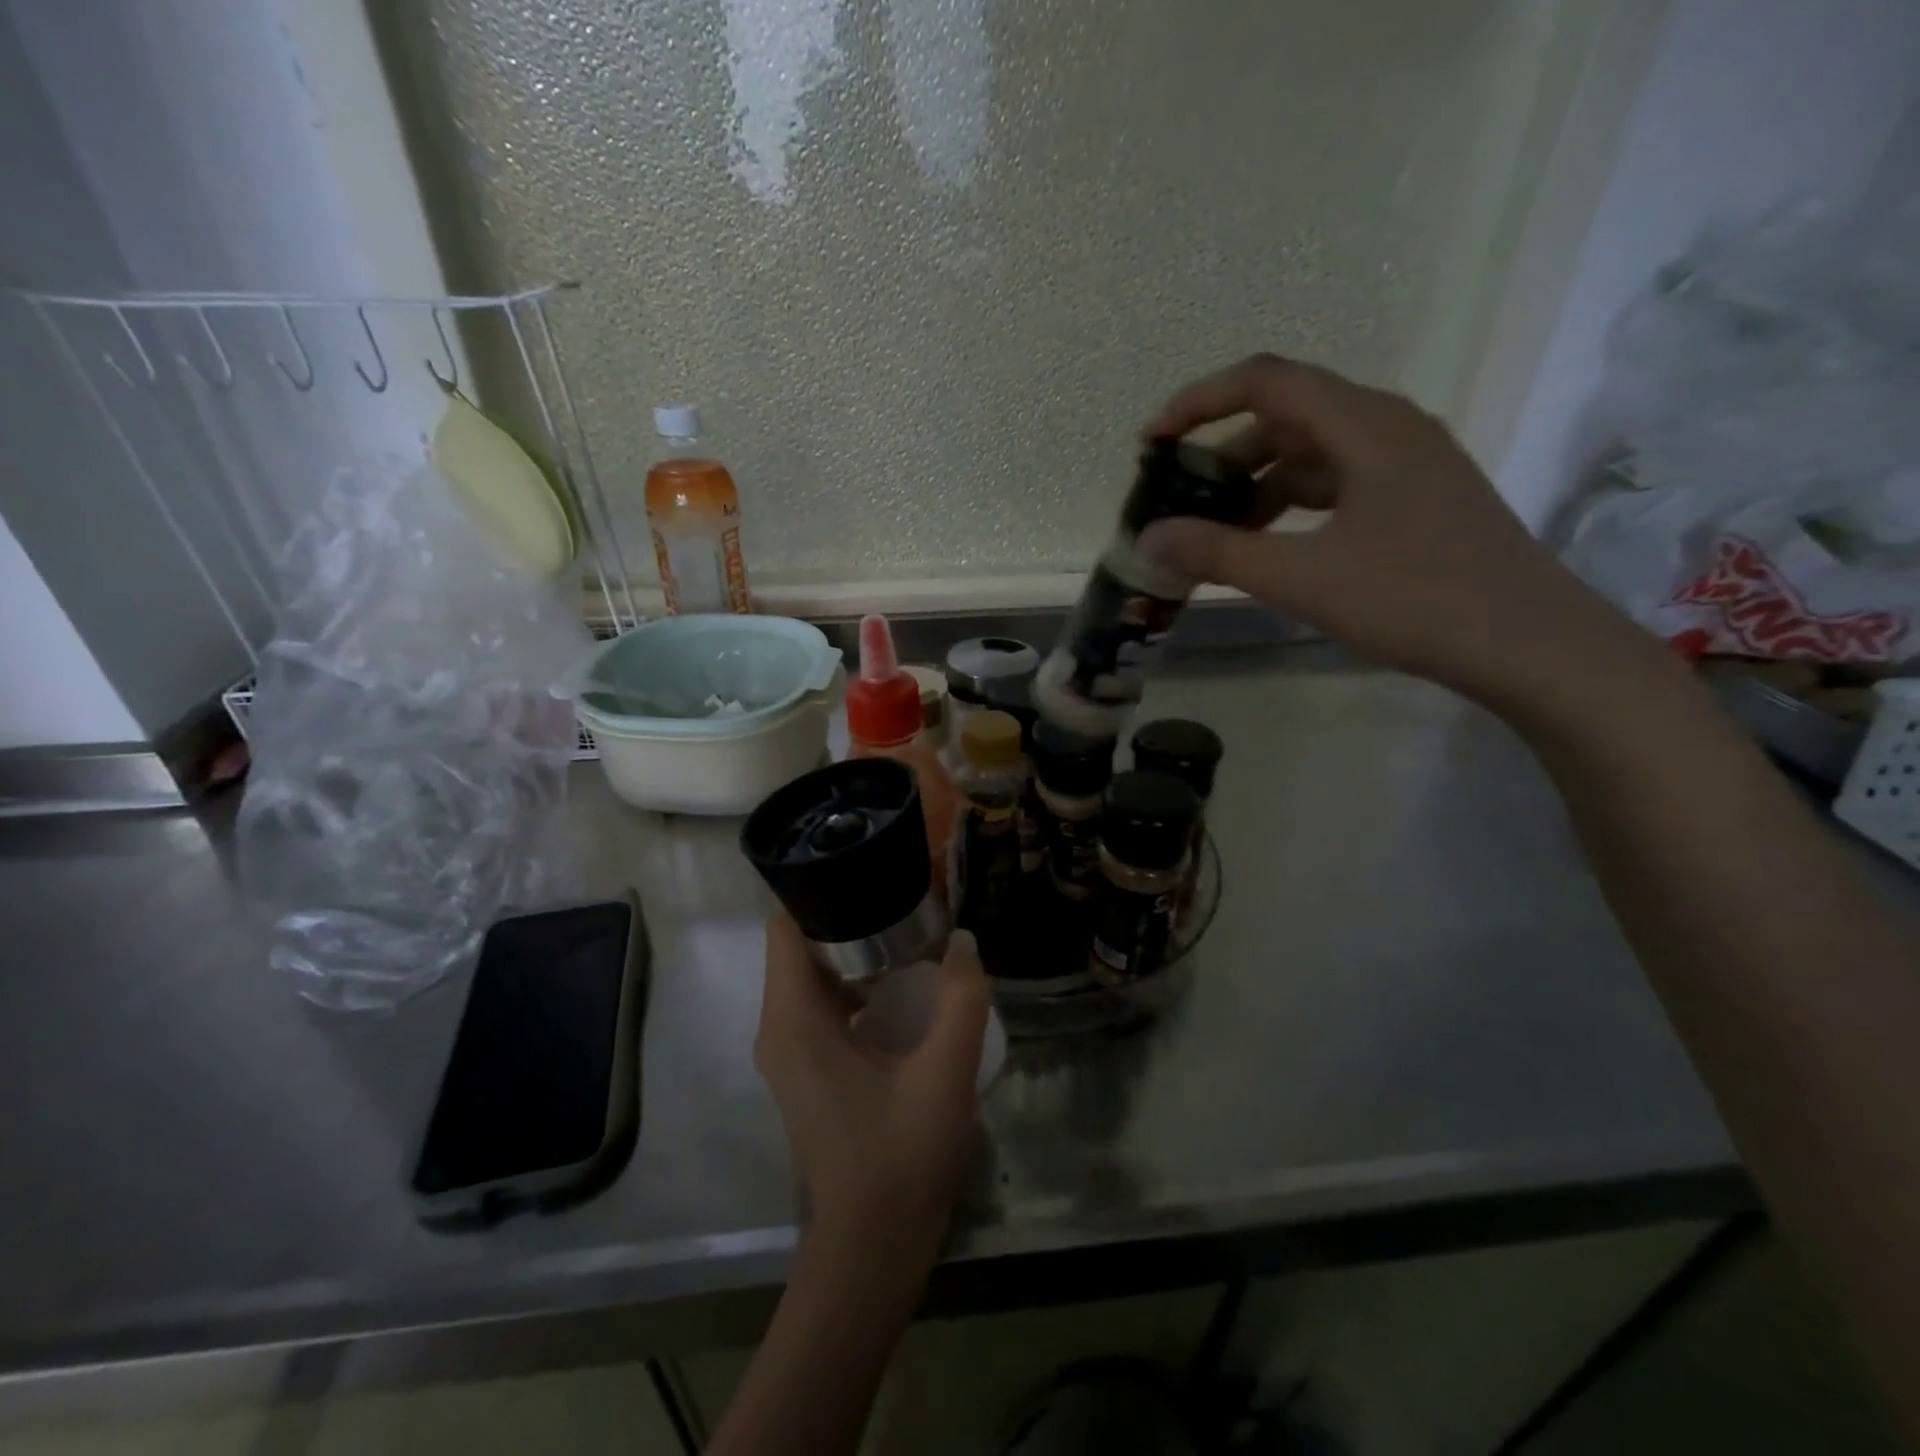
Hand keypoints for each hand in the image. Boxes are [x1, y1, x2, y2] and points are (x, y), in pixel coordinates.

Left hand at [754, 916, 989, 1253]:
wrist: (872, 1248)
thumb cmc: (900, 1156)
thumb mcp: (944, 1071)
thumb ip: (961, 998)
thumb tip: (965, 942)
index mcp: (793, 1020)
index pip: (785, 928)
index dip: (823, 897)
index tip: (872, 884)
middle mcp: (779, 1030)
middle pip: (803, 949)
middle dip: (850, 923)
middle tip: (906, 909)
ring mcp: (790, 1056)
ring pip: (814, 981)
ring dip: (857, 959)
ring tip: (911, 943)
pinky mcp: (807, 1076)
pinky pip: (822, 1011)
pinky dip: (856, 993)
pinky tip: (905, 997)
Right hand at [1137, 354, 1644, 712]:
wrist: (1529, 644)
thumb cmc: (1415, 599)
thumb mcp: (1303, 578)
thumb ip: (1219, 553)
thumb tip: (1149, 537)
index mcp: (1365, 425)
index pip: (1265, 382)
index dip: (1199, 401)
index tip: (1153, 441)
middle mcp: (1388, 427)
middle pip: (1287, 416)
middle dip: (1223, 453)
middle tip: (1179, 498)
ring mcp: (1408, 463)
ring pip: (1312, 453)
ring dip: (1257, 484)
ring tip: (1215, 531)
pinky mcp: (1416, 498)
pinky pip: (1337, 483)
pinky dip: (1292, 504)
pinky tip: (1271, 545)